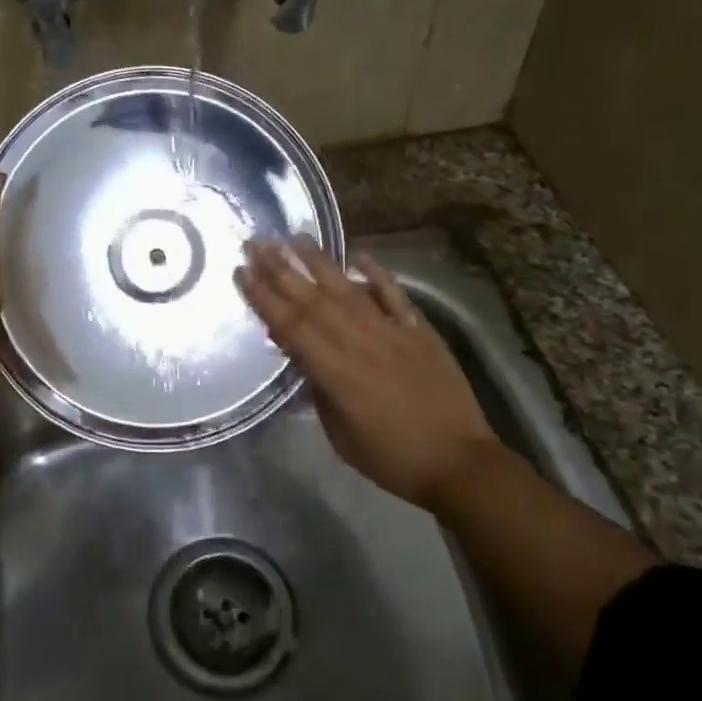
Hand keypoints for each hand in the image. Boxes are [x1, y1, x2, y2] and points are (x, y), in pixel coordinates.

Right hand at [236, 236, 499, 507]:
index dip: (263, 297)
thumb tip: (301, 356)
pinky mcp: (420, 332)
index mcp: (335, 372)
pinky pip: (396, 297)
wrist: (459, 463)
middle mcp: (360, 343)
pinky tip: (361, 256)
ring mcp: (392, 333)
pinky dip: (379, 275)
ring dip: (320, 262)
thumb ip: (319, 391)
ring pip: (349, 289)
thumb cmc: (391, 458)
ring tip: (296, 237)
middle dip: (280, 269)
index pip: (290, 326)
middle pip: (313, 300)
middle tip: (256, 243)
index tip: (242, 271)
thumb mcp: (340, 436)